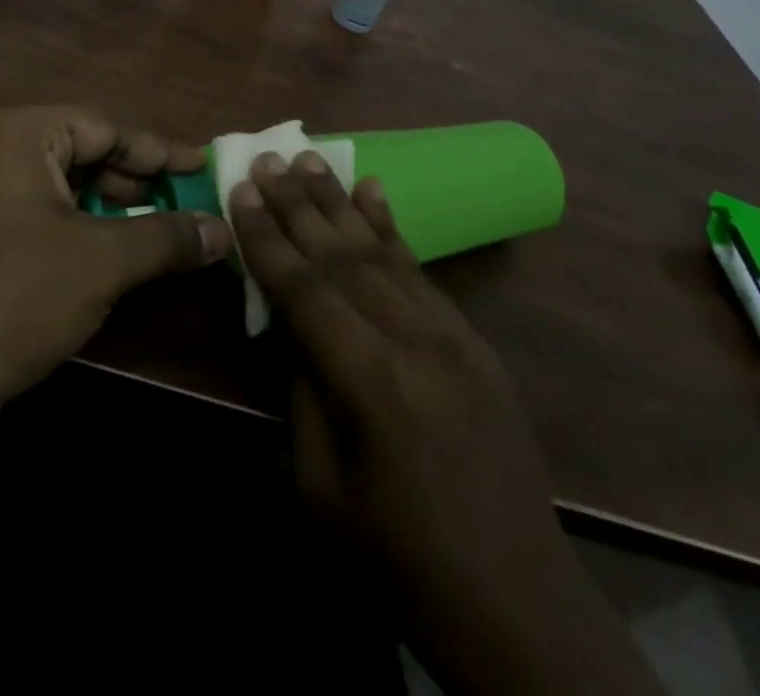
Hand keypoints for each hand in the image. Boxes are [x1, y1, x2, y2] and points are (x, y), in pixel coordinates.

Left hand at [0, 107, 231, 442]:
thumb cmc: (9, 294)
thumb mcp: (100, 260)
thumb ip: (167, 237)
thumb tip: (224, 230)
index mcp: (22, 135)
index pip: (108, 128)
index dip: (160, 152)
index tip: (206, 168)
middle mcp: (3, 156)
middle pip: (92, 158)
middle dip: (143, 186)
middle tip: (195, 206)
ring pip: (75, 196)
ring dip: (123, 218)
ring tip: (174, 238)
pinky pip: (57, 228)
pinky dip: (95, 241)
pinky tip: (131, 265)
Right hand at [229, 153, 659, 695]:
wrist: (517, 601)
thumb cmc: (400, 558)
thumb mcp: (322, 486)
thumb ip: (303, 391)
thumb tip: (289, 322)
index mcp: (372, 383)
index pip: (305, 290)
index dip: (267, 238)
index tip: (242, 190)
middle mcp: (414, 341)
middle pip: (342, 256)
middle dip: (298, 204)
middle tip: (267, 158)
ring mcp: (452, 335)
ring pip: (382, 251)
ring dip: (340, 201)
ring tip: (309, 159)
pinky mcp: (474, 339)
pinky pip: (422, 270)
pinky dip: (392, 226)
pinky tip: (374, 190)